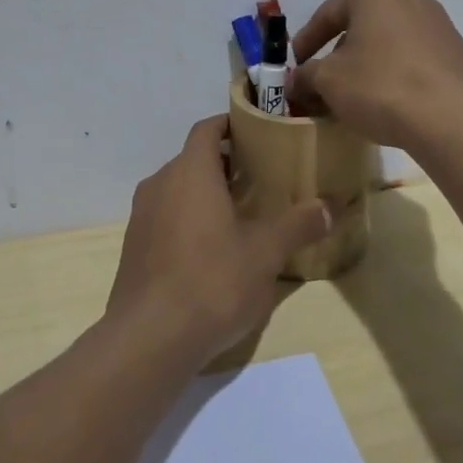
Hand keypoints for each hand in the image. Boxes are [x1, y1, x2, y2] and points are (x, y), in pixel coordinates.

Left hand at [106, 117, 332, 365]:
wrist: (149, 338)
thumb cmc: (212, 281)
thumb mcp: (265, 253)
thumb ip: (297, 225)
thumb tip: (328, 207)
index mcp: (191, 172)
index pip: (207, 129)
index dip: (230, 124)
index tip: (257, 133)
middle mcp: (160, 184)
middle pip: (193, 158)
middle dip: (225, 164)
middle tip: (260, 178)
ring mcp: (141, 216)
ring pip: (177, 189)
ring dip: (205, 193)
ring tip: (240, 213)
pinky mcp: (133, 247)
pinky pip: (164, 217)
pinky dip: (187, 219)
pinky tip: (211, 249)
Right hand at [288, 0, 462, 149]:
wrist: (450, 119)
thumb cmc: (380, 85)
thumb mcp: (328, 80)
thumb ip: (306, 76)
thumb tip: (296, 82)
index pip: (329, 13)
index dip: (306, 41)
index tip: (295, 65)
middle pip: (362, 27)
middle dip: (339, 55)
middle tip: (322, 82)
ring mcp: (442, 28)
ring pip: (390, 45)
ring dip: (368, 67)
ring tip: (355, 97)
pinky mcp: (459, 59)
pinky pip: (416, 64)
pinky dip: (397, 78)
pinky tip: (389, 105)